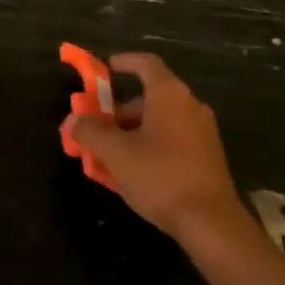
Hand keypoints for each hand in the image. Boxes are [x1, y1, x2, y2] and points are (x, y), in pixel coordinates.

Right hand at [64, 53, 241, 243]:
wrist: (211, 222)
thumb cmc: (160, 176)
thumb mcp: (116, 153)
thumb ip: (90, 132)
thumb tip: (73, 121)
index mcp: (169, 94)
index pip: (146, 63)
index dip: (124, 62)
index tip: (106, 68)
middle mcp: (190, 106)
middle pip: (150, 97)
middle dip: (120, 111)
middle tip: (98, 127)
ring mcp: (203, 132)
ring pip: (161, 121)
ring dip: (133, 132)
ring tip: (111, 155)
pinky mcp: (209, 157)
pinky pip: (174, 140)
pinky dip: (152, 146)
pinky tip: (135, 172)